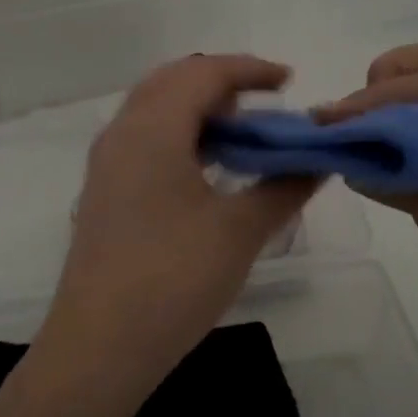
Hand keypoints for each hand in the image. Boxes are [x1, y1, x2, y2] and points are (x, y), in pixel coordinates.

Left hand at [40, 54, 317, 397]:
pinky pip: (145, 142)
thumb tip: (318, 162)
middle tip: (265, 106)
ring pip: (155, 112)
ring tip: (244, 138)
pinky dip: (181, 138)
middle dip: (222, 84)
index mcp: (152, 129)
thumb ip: (283, 188)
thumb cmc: (173, 279)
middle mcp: (122, 134)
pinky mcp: (105, 195)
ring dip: (199, 112)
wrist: (99, 347)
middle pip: (173, 83)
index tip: (289, 81)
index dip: (250, 70)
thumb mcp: (239, 231)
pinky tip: (209, 172)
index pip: (203, 74)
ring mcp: (107, 166)